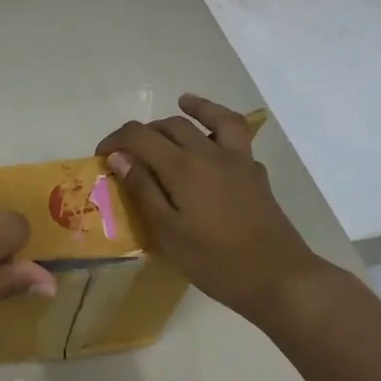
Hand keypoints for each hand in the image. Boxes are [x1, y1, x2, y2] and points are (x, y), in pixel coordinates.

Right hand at [97, 94, 334, 326]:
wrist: (278, 278)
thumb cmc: (215, 261)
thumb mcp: (168, 232)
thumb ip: (143, 190)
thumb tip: (120, 157)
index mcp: (183, 167)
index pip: (140, 136)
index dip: (116, 140)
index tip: (101, 156)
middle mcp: (211, 154)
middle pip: (173, 125)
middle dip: (146, 131)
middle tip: (130, 152)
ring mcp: (239, 162)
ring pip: (216, 119)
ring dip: (195, 109)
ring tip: (183, 103)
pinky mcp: (257, 175)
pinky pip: (237, 141)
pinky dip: (220, 133)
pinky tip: (214, 147)